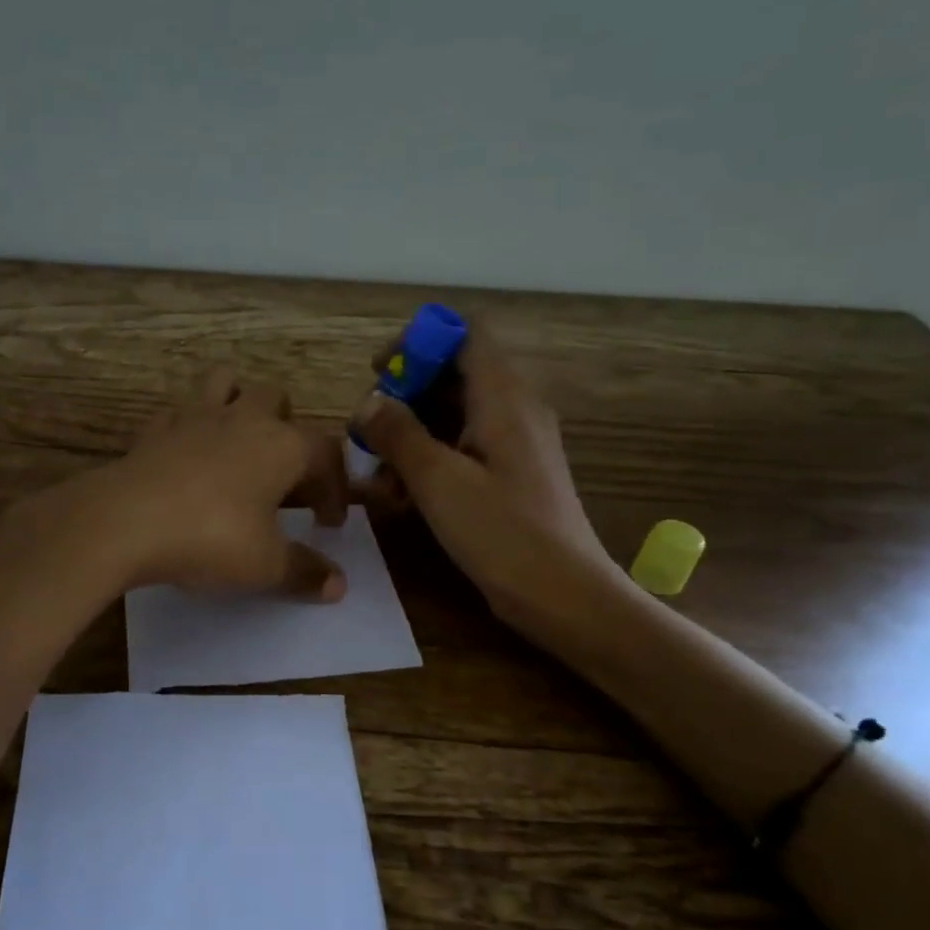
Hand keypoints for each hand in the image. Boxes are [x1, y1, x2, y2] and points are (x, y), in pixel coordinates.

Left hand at [6, 367, 350, 602]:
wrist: (126, 521)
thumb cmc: (211, 538)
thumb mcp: (265, 565)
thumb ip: (305, 571)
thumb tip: (339, 586)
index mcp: (283, 446)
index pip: (327, 452)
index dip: (335, 487)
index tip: (328, 523)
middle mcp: (244, 419)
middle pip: (278, 400)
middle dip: (288, 429)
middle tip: (282, 475)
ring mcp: (195, 416)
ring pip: (226, 382)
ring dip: (237, 401)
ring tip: (237, 441)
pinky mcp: (155, 427)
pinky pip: (179, 411)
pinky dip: (189, 425)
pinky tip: (186, 454)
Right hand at [351, 318, 612, 623]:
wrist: (562, 595)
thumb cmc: (502, 532)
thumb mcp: (438, 480)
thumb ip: (399, 433)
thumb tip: (369, 402)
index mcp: (504, 397)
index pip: (465, 333)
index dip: (420, 341)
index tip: (381, 372)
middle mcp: (513, 409)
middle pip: (454, 375)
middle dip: (405, 397)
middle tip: (367, 431)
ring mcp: (514, 444)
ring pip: (453, 416)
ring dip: (411, 435)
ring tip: (378, 474)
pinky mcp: (509, 476)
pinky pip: (463, 449)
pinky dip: (430, 461)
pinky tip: (402, 497)